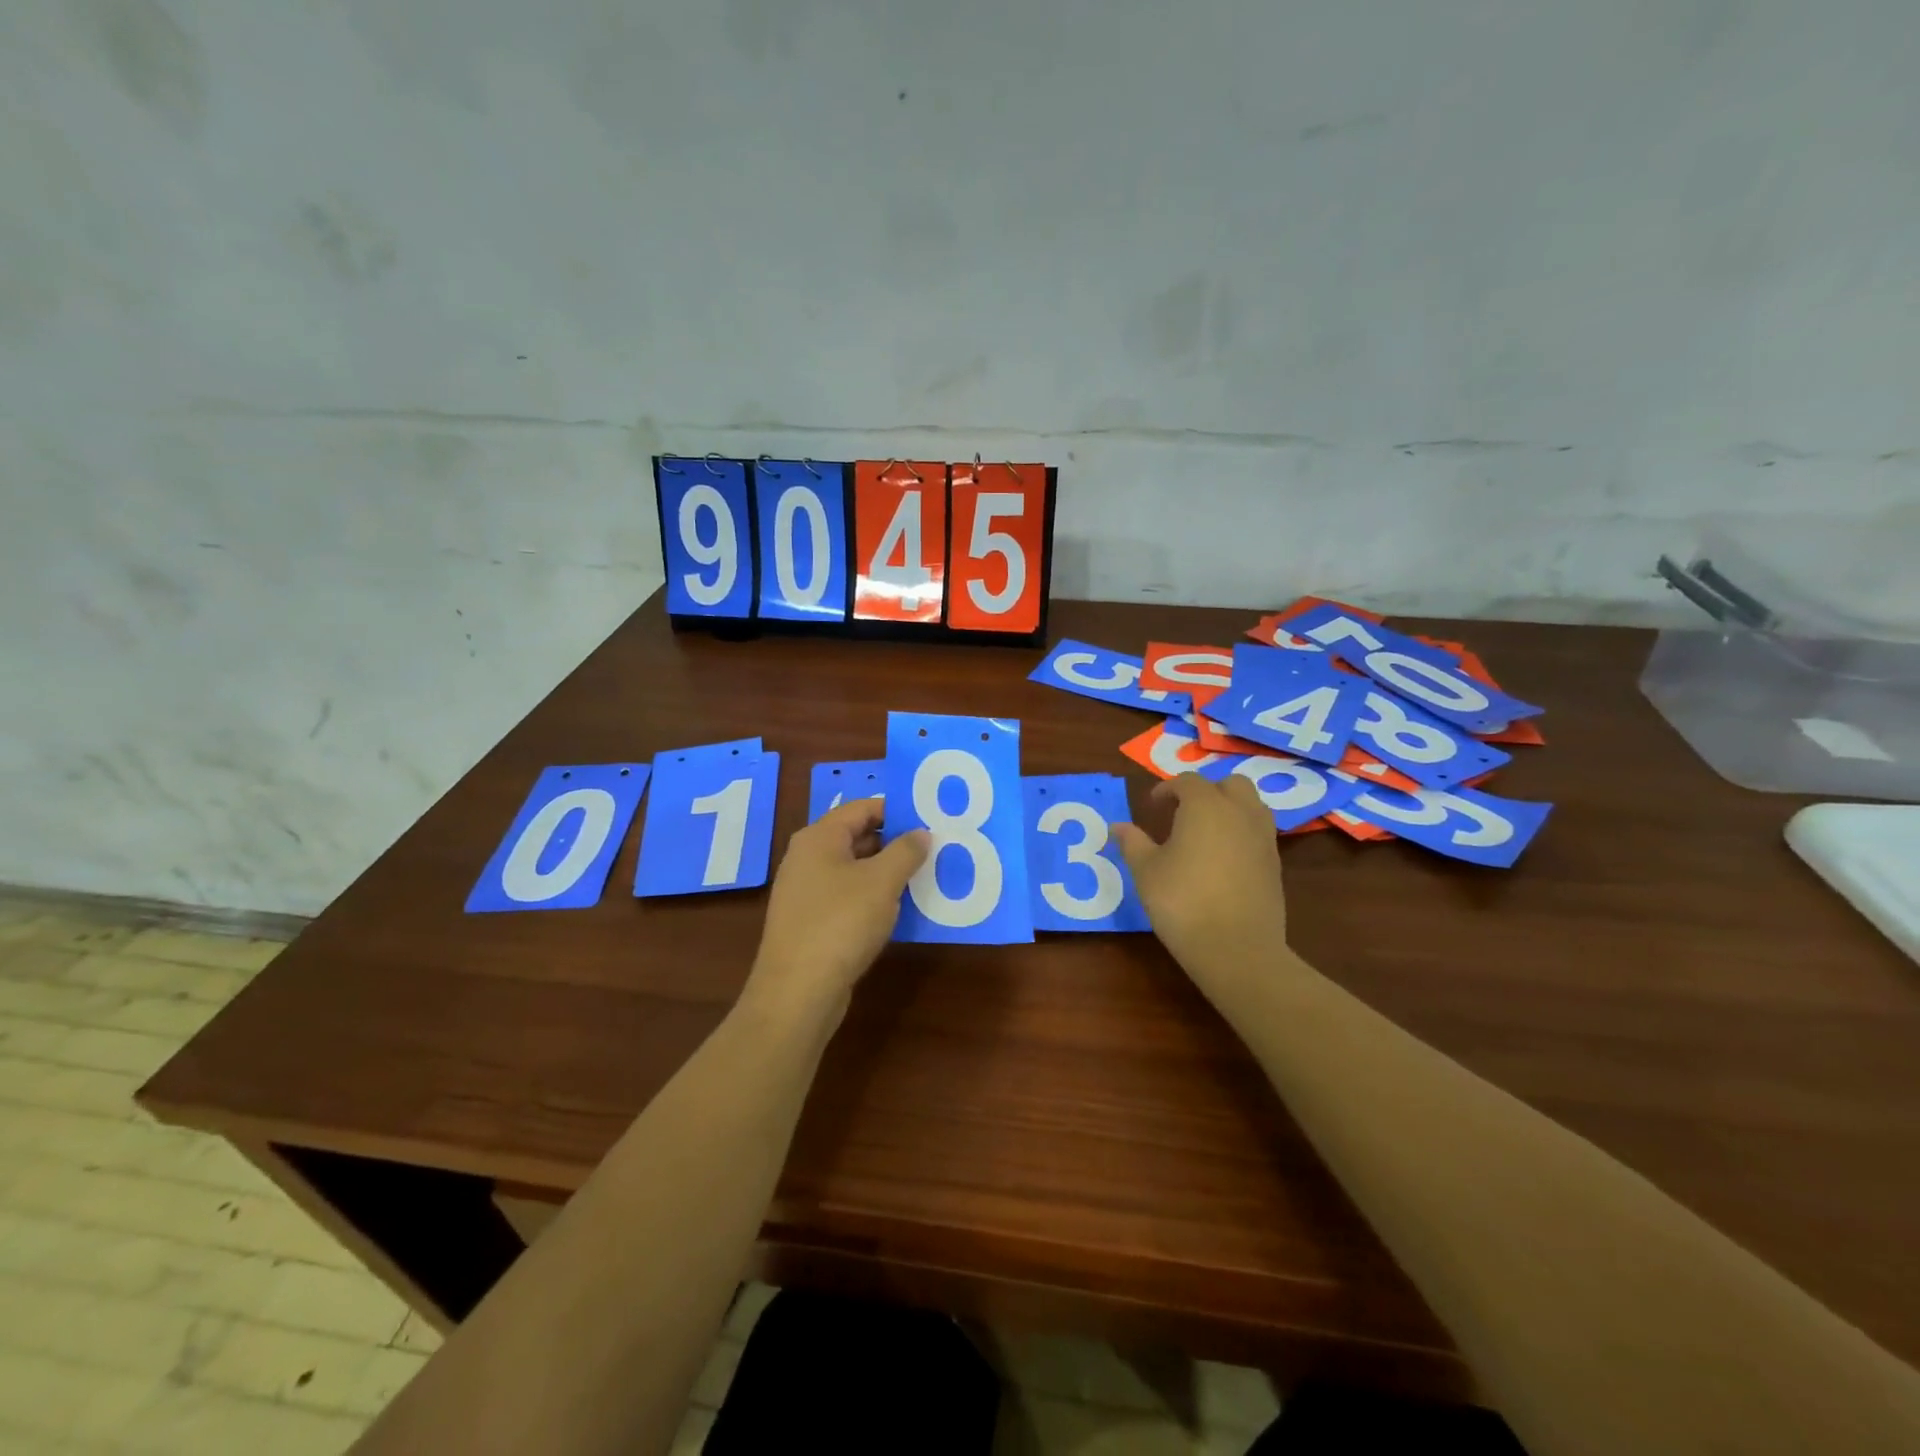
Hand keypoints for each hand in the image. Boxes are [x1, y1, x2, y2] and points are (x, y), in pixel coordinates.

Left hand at [740, 799, 928, 1022]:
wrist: (797, 992)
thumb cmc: (841, 923)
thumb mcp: (882, 882)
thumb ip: (906, 851)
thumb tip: (921, 832)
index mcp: (819, 838)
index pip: (862, 808)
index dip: (896, 810)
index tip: (930, 818)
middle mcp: (807, 858)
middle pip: (857, 837)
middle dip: (894, 842)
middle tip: (933, 847)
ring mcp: (806, 892)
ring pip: (854, 870)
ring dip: (886, 872)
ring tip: (924, 876)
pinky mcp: (810, 922)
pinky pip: (847, 897)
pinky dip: (872, 897)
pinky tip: (899, 910)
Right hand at [1112, 773, 1290, 988]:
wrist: (1236, 948)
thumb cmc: (1182, 901)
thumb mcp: (1146, 871)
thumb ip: (1133, 843)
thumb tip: (1118, 826)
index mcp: (1205, 806)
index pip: (1187, 782)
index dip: (1167, 788)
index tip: (1153, 805)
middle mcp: (1239, 813)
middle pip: (1229, 784)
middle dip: (1207, 791)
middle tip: (1184, 812)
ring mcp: (1263, 838)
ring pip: (1251, 806)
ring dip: (1230, 808)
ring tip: (1207, 832)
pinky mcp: (1275, 864)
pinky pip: (1259, 833)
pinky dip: (1242, 833)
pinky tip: (1223, 859)